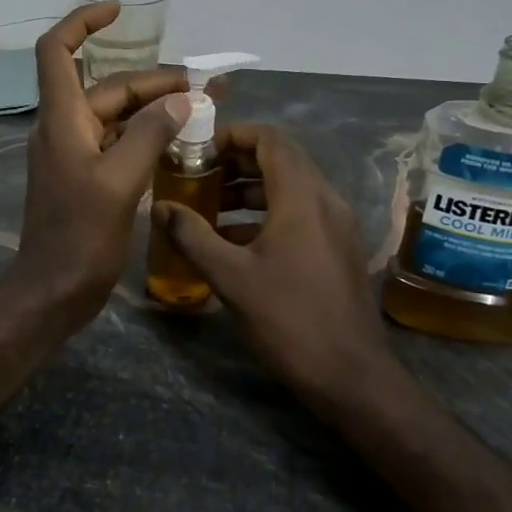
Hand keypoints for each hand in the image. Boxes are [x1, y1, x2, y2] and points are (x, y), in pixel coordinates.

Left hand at [10, 3, 191, 321]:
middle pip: (108, 88)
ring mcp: (75, 154)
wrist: (54, 289)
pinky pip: (119, 143)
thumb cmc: (80, 236)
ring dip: (156, 110)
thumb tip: (182, 101)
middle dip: (155, 82)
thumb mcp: (119, 181)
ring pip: (118, 117)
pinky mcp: (87, 178)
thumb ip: (150, 135)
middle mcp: (64, 128)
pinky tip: (181, 143)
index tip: (118, 13)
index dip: (82, 23)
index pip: (56, 51)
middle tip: (208, 87)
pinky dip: (148, 137)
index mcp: (62, 119)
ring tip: (205, 110)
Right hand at [154, 124, 388, 393]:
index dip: (232, 135)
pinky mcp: (337, 248)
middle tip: (197, 177)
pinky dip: (265, 214)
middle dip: (235, 163)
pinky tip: (234, 241)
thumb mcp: (231, 277)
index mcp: (302, 197)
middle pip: (280, 160)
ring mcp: (336, 225)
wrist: (351, 376)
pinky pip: (299, 213)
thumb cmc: (289, 318)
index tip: (198, 150)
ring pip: (289, 188)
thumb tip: (160, 207)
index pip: (270, 139)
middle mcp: (325, 200)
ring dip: (249, 190)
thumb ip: (192, 236)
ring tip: (209, 209)